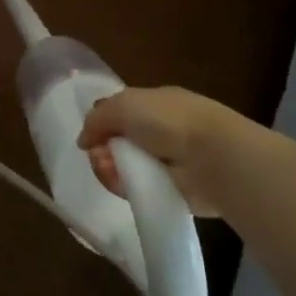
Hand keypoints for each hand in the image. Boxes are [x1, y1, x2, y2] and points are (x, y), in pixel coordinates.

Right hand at [78, 86, 270, 216]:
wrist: (211, 157)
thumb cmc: (168, 120)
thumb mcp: (123, 104)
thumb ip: (97, 118)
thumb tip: (84, 141)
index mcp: (154, 105)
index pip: (119, 114)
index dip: (102, 124)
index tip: (91, 136)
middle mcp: (160, 132)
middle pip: (117, 143)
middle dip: (102, 149)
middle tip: (99, 155)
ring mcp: (165, 162)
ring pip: (123, 167)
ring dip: (109, 168)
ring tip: (109, 170)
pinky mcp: (169, 191)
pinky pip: (136, 189)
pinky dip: (123, 187)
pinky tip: (120, 183)